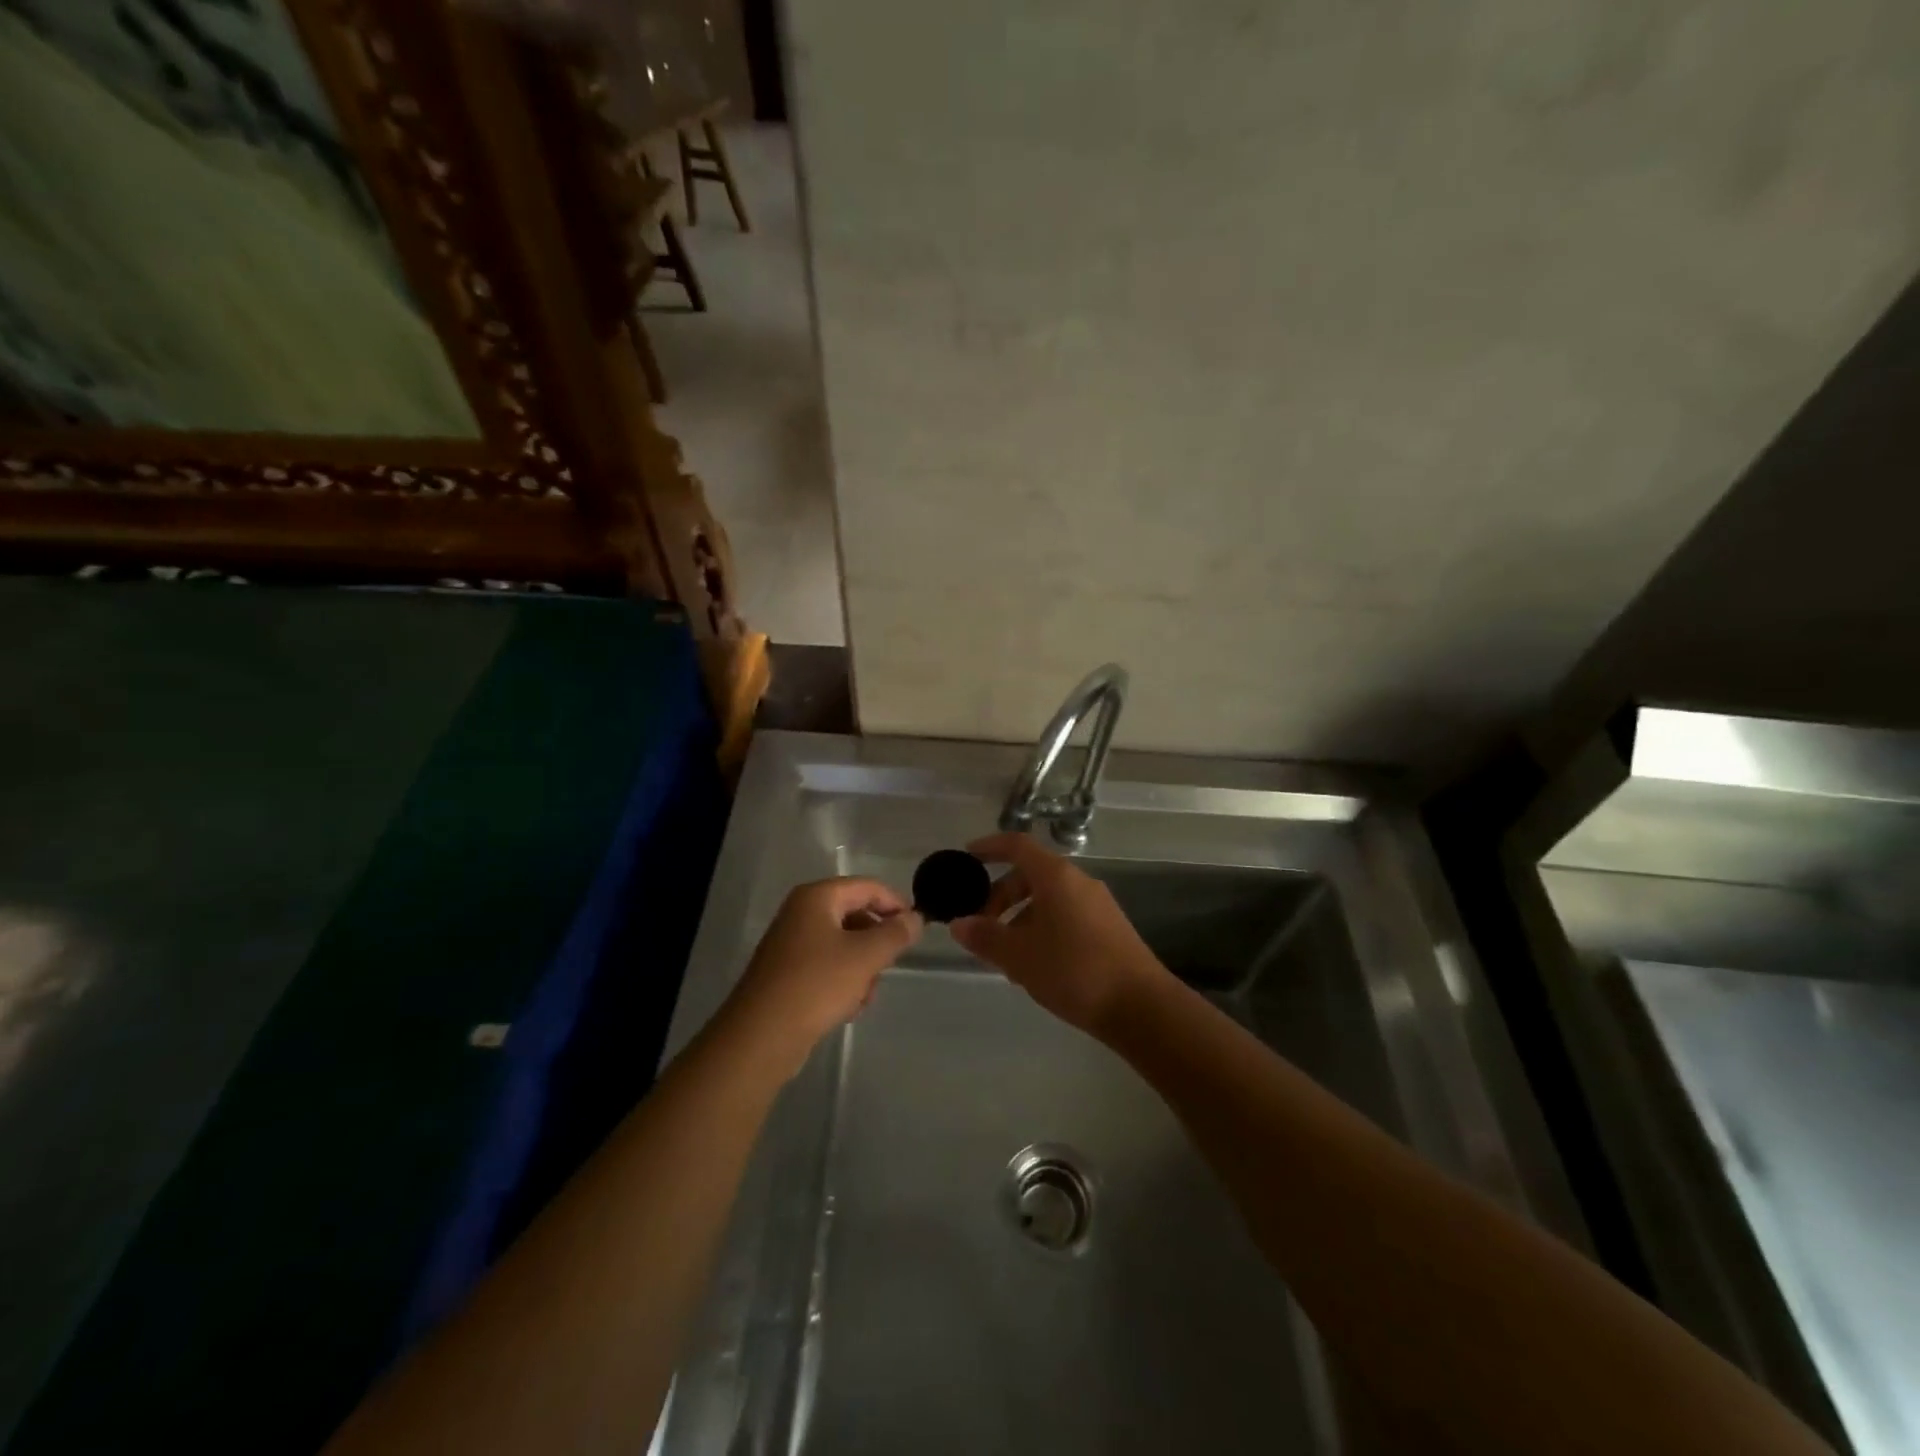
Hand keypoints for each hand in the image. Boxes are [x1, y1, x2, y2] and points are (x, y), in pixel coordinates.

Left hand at [722, 877, 922, 1073]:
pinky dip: (843, 982)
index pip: (868, 887)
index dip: (896, 904)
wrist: (761, 1037)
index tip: (916, 930)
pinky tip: (847, 1007)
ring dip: (862, 968)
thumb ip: (896, 933)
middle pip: (855, 915)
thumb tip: (916, 918)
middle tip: (888, 966)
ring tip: (863, 996)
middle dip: (876, 943)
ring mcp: (791, 943)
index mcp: (816, 897)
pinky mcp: (788, 973)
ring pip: (844, 945)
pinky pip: (827, 966)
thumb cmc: (816, 984)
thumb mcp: (866, 956)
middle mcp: (801, 913)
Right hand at [951, 833, 1167, 1035]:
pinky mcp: (1107, 927)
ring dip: (1020, 916)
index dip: (989, 847)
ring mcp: (1097, 904)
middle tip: (980, 924)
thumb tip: (959, 924)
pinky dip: (1041, 927)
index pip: (1017, 846)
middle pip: (1030, 874)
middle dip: (1000, 894)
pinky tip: (1033, 964)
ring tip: (1003, 953)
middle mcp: (1078, 881)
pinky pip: (1065, 914)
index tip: (967, 857)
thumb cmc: (1074, 971)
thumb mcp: (1020, 956)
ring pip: (1048, 898)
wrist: (1141, 1006)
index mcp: (1056, 876)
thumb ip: (986, 937)